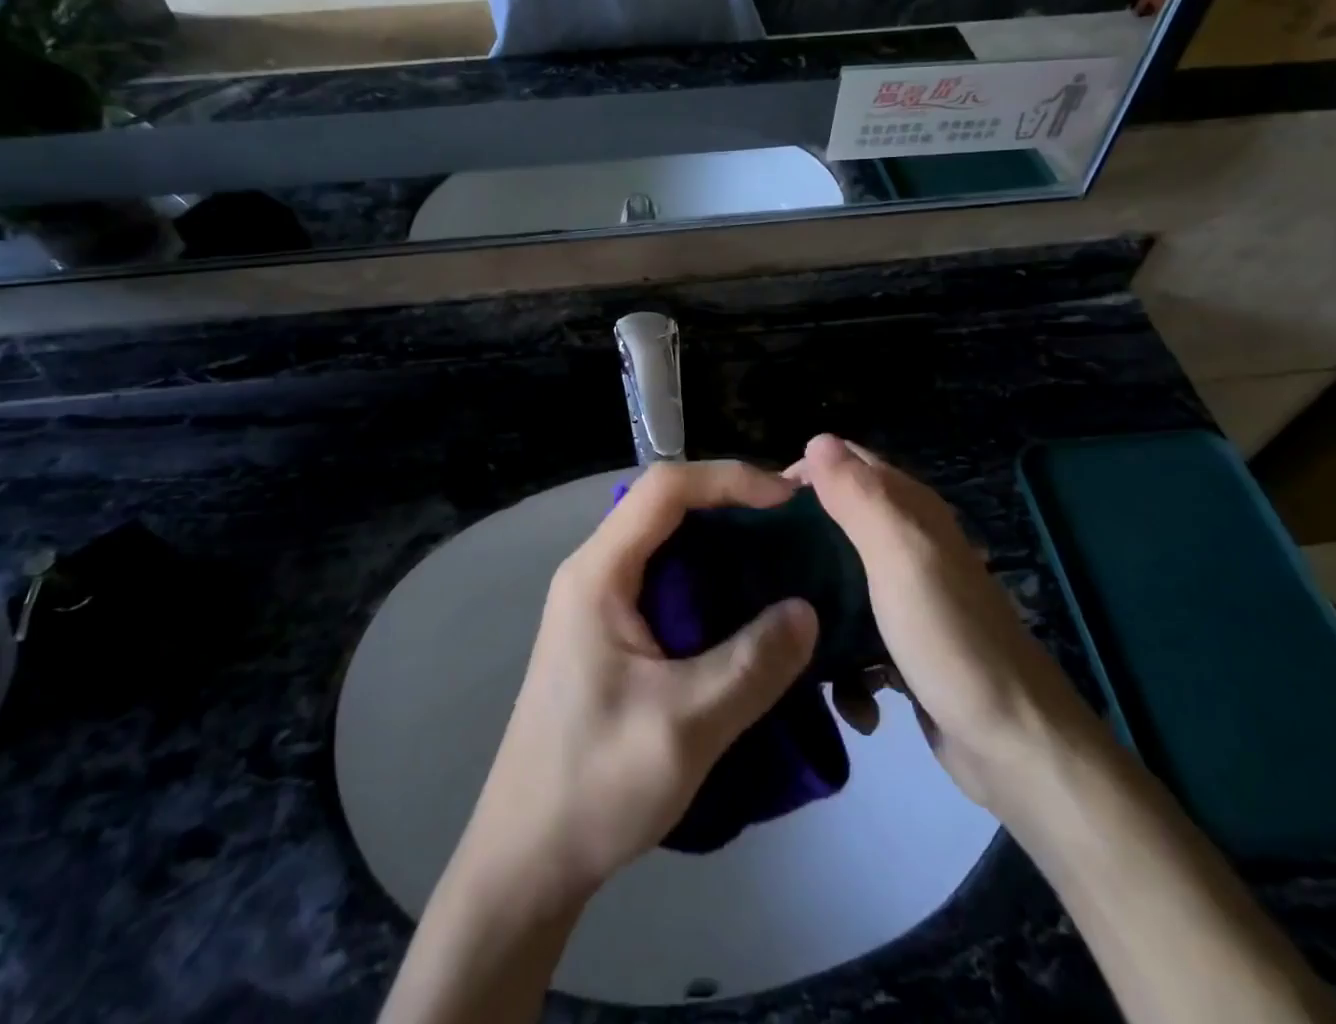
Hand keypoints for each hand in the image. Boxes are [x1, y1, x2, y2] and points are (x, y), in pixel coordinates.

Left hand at [455, 461, 818, 908]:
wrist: (528, 857)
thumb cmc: (596, 782)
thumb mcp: (687, 725)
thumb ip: (753, 663)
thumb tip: (807, 609)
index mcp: (598, 573)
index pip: (664, 489)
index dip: (728, 478)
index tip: (786, 499)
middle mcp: (593, 572)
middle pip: (665, 507)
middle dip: (730, 505)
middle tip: (793, 527)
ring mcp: (597, 602)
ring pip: (666, 544)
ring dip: (722, 543)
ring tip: (780, 560)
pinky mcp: (609, 633)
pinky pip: (665, 581)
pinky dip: (709, 580)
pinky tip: (745, 609)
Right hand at [789, 435, 1072, 813]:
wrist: (1013, 746)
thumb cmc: (950, 639)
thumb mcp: (900, 555)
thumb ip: (859, 497)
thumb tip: (815, 440)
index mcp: (909, 510)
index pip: (845, 463)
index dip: (801, 474)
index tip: (755, 508)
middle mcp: (908, 544)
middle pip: (836, 523)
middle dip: (797, 542)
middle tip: (754, 569)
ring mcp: (905, 597)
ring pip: (838, 582)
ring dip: (815, 608)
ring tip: (786, 632)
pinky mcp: (901, 645)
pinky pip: (853, 636)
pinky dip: (844, 661)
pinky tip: (843, 692)